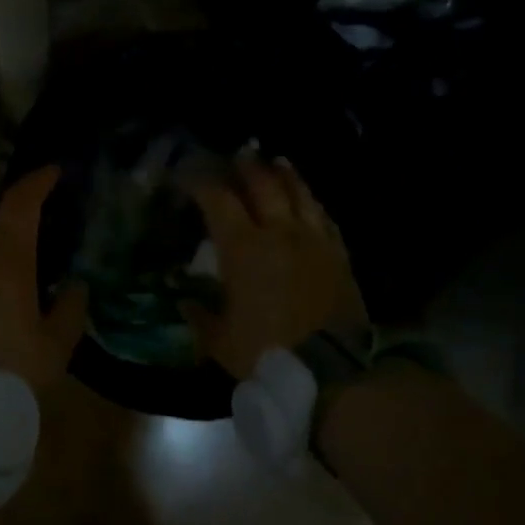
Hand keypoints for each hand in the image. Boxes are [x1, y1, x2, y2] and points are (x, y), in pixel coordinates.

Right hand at [186, 154, 355, 378]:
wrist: (330, 370)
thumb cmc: (264, 352)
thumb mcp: (219, 340)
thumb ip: (200, 317)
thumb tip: (185, 303)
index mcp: (243, 248)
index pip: (219, 200)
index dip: (202, 183)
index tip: (188, 175)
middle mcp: (280, 233)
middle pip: (264, 185)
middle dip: (247, 167)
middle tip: (239, 154)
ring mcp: (314, 241)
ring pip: (300, 195)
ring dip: (286, 175)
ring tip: (277, 162)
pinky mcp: (339, 256)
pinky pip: (325, 219)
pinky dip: (313, 204)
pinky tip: (310, 202)